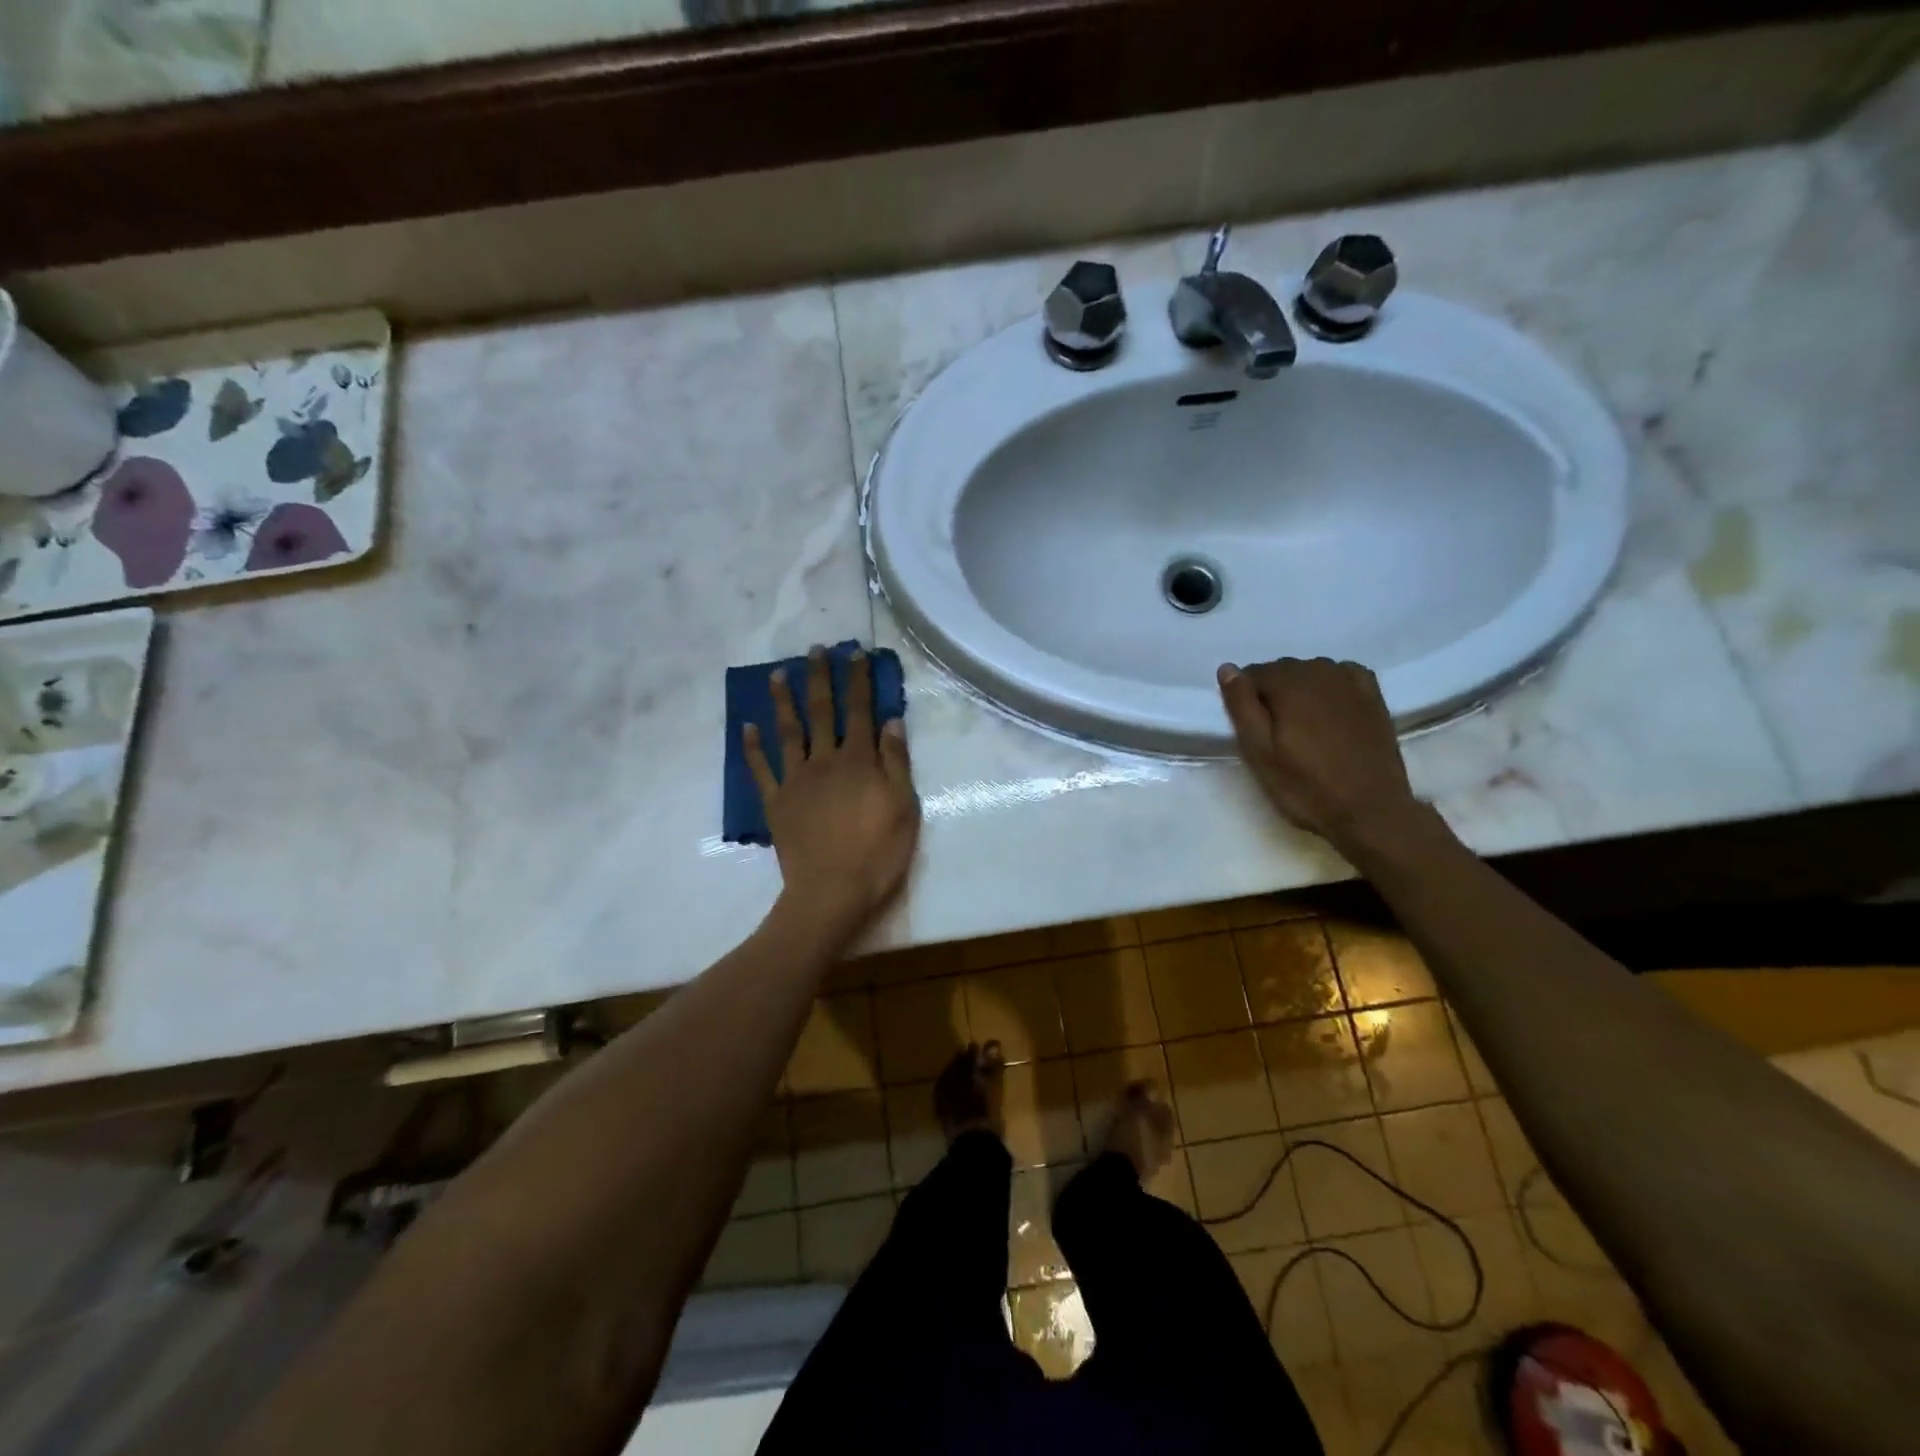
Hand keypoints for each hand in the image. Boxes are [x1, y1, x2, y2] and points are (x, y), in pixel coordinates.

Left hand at [744, 647, 921, 936]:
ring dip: (783, 701)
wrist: (832, 892)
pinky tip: (747, 727)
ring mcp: (796, 781)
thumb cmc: (878, 852)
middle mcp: (824, 761)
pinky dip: (752, 748)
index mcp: (858, 761)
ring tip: (777, 674)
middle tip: (815, 649)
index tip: (856, 653)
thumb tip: (891, 721)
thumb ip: (896, 763)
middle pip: (821, 712)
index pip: (860, 711)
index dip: (858, 680)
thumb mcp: (904, 807)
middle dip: (819, 678)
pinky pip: (761, 770)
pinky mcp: (776, 803)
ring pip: (788, 732)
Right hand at [1217, 657, 1420, 851]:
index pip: (1252, 674)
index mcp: (1289, 684)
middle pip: (1282, 670)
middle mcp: (1320, 672)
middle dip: (1273, 695)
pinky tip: (1330, 710)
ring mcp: (1351, 682)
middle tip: (1277, 735)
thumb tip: (1227, 669)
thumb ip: (1241, 706)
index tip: (1253, 731)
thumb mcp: (1259, 752)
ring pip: (1311, 673)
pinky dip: (1330, 687)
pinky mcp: (1372, 696)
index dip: (1246, 701)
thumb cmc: (1306, 786)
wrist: (1370, 810)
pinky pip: (1342, 675)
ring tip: (1303, 728)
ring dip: (1301, 691)